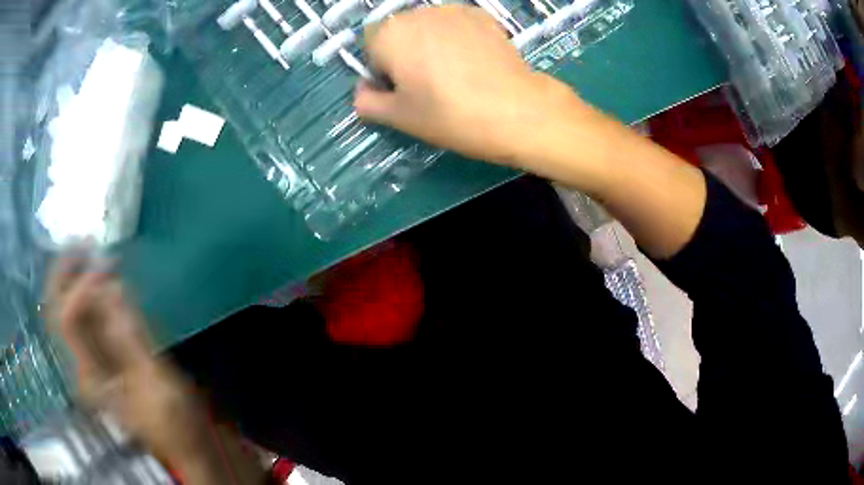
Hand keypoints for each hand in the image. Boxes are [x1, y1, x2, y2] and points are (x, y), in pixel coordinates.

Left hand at [44, 258, 208, 468]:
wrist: (182, 443)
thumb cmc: (173, 421)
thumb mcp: (156, 383)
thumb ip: (131, 337)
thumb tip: (112, 286)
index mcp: (91, 376)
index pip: (68, 319)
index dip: (81, 286)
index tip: (106, 264)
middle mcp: (81, 364)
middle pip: (56, 309)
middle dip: (64, 271)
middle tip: (82, 241)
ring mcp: (90, 360)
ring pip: (67, 307)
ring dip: (75, 276)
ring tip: (92, 251)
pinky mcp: (102, 356)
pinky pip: (86, 315)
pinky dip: (90, 290)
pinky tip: (104, 277)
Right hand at [355, 5, 581, 165]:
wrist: (517, 110)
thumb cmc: (451, 115)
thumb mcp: (399, 117)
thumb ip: (367, 102)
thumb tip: (363, 92)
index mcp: (389, 33)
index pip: (370, 46)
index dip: (382, 68)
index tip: (402, 90)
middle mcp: (417, 13)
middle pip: (398, 32)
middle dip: (404, 53)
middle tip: (427, 84)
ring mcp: (452, 10)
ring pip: (427, 26)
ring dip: (430, 44)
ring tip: (454, 73)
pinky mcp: (481, 15)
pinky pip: (455, 25)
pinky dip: (456, 38)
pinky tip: (473, 61)